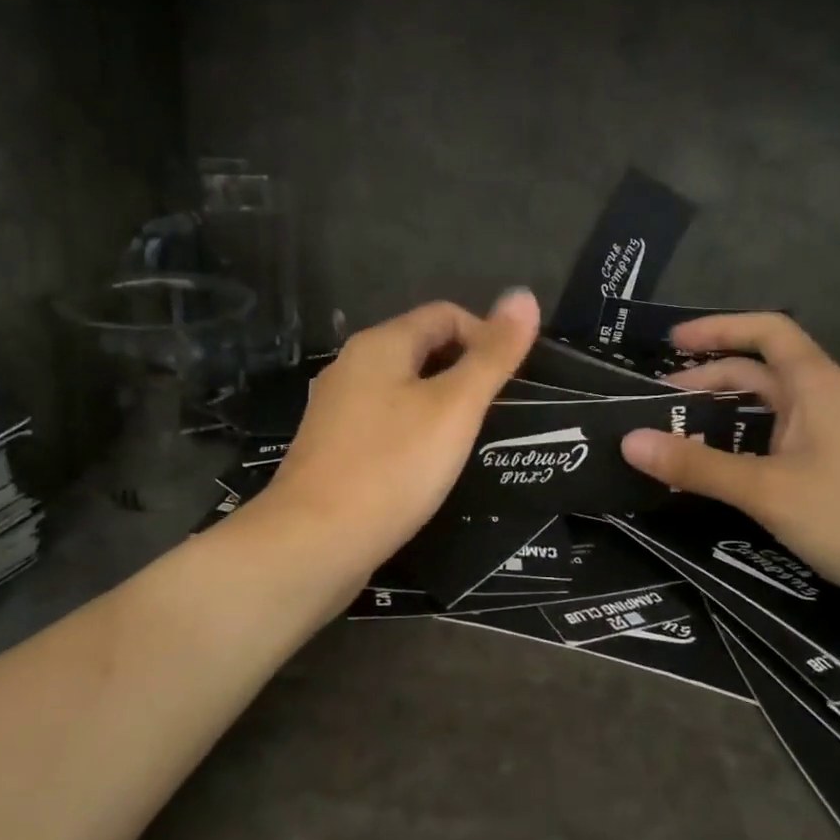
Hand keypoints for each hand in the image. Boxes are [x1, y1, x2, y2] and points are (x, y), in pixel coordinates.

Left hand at [258, 290, 540, 577]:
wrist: (314, 543)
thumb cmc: (392, 467)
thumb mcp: (455, 408)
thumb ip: (492, 355)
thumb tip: (524, 295)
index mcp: (379, 345)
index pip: (445, 315)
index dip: (485, 336)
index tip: (510, 380)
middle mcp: (351, 367)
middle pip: (421, 348)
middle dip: (464, 370)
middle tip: (495, 412)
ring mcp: (337, 410)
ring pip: (402, 389)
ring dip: (440, 404)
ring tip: (468, 440)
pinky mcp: (332, 448)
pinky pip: (384, 423)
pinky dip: (414, 432)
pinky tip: (427, 467)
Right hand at [619, 312, 839, 606]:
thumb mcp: (766, 489)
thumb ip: (697, 465)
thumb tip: (629, 441)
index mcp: (815, 385)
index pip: (766, 331)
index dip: (718, 329)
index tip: (672, 343)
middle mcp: (823, 403)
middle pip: (759, 374)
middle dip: (708, 381)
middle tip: (658, 405)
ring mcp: (831, 440)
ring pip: (766, 414)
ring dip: (722, 419)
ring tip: (675, 438)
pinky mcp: (833, 475)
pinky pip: (775, 447)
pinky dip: (741, 450)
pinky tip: (716, 476)